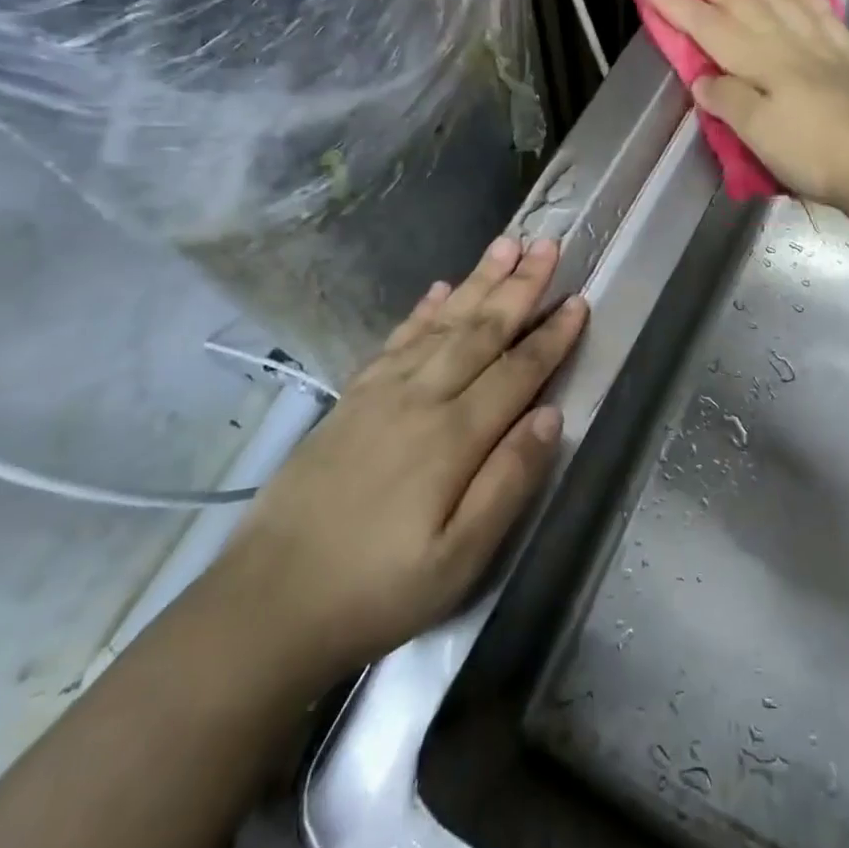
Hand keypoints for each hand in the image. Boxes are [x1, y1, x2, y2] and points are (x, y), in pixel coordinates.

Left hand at [213, 237, 585, 684]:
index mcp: (453, 437)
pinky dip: (423, 310)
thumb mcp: (459, 560)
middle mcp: (421, 398)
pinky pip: (397, 340)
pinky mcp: (352, 398)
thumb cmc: (377, 589)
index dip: (552, 336)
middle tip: (547, 244)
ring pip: (443, 323)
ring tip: (505, 244)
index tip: (579, 299)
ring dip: (478, 282)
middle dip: (520, 287)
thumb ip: (508, 482)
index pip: (517, 371)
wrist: (268, 603)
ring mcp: (382, 393)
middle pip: (481, 331)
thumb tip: (551, 416)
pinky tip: (439, 289)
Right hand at [639, 0, 848, 206]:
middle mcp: (787, 44)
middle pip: (742, 2)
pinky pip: (820, 13)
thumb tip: (703, 80)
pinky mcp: (845, 58)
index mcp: (760, 62)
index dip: (677, 2)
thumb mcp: (758, 134)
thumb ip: (728, 100)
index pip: (709, 26)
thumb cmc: (813, 153)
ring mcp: (820, 47)